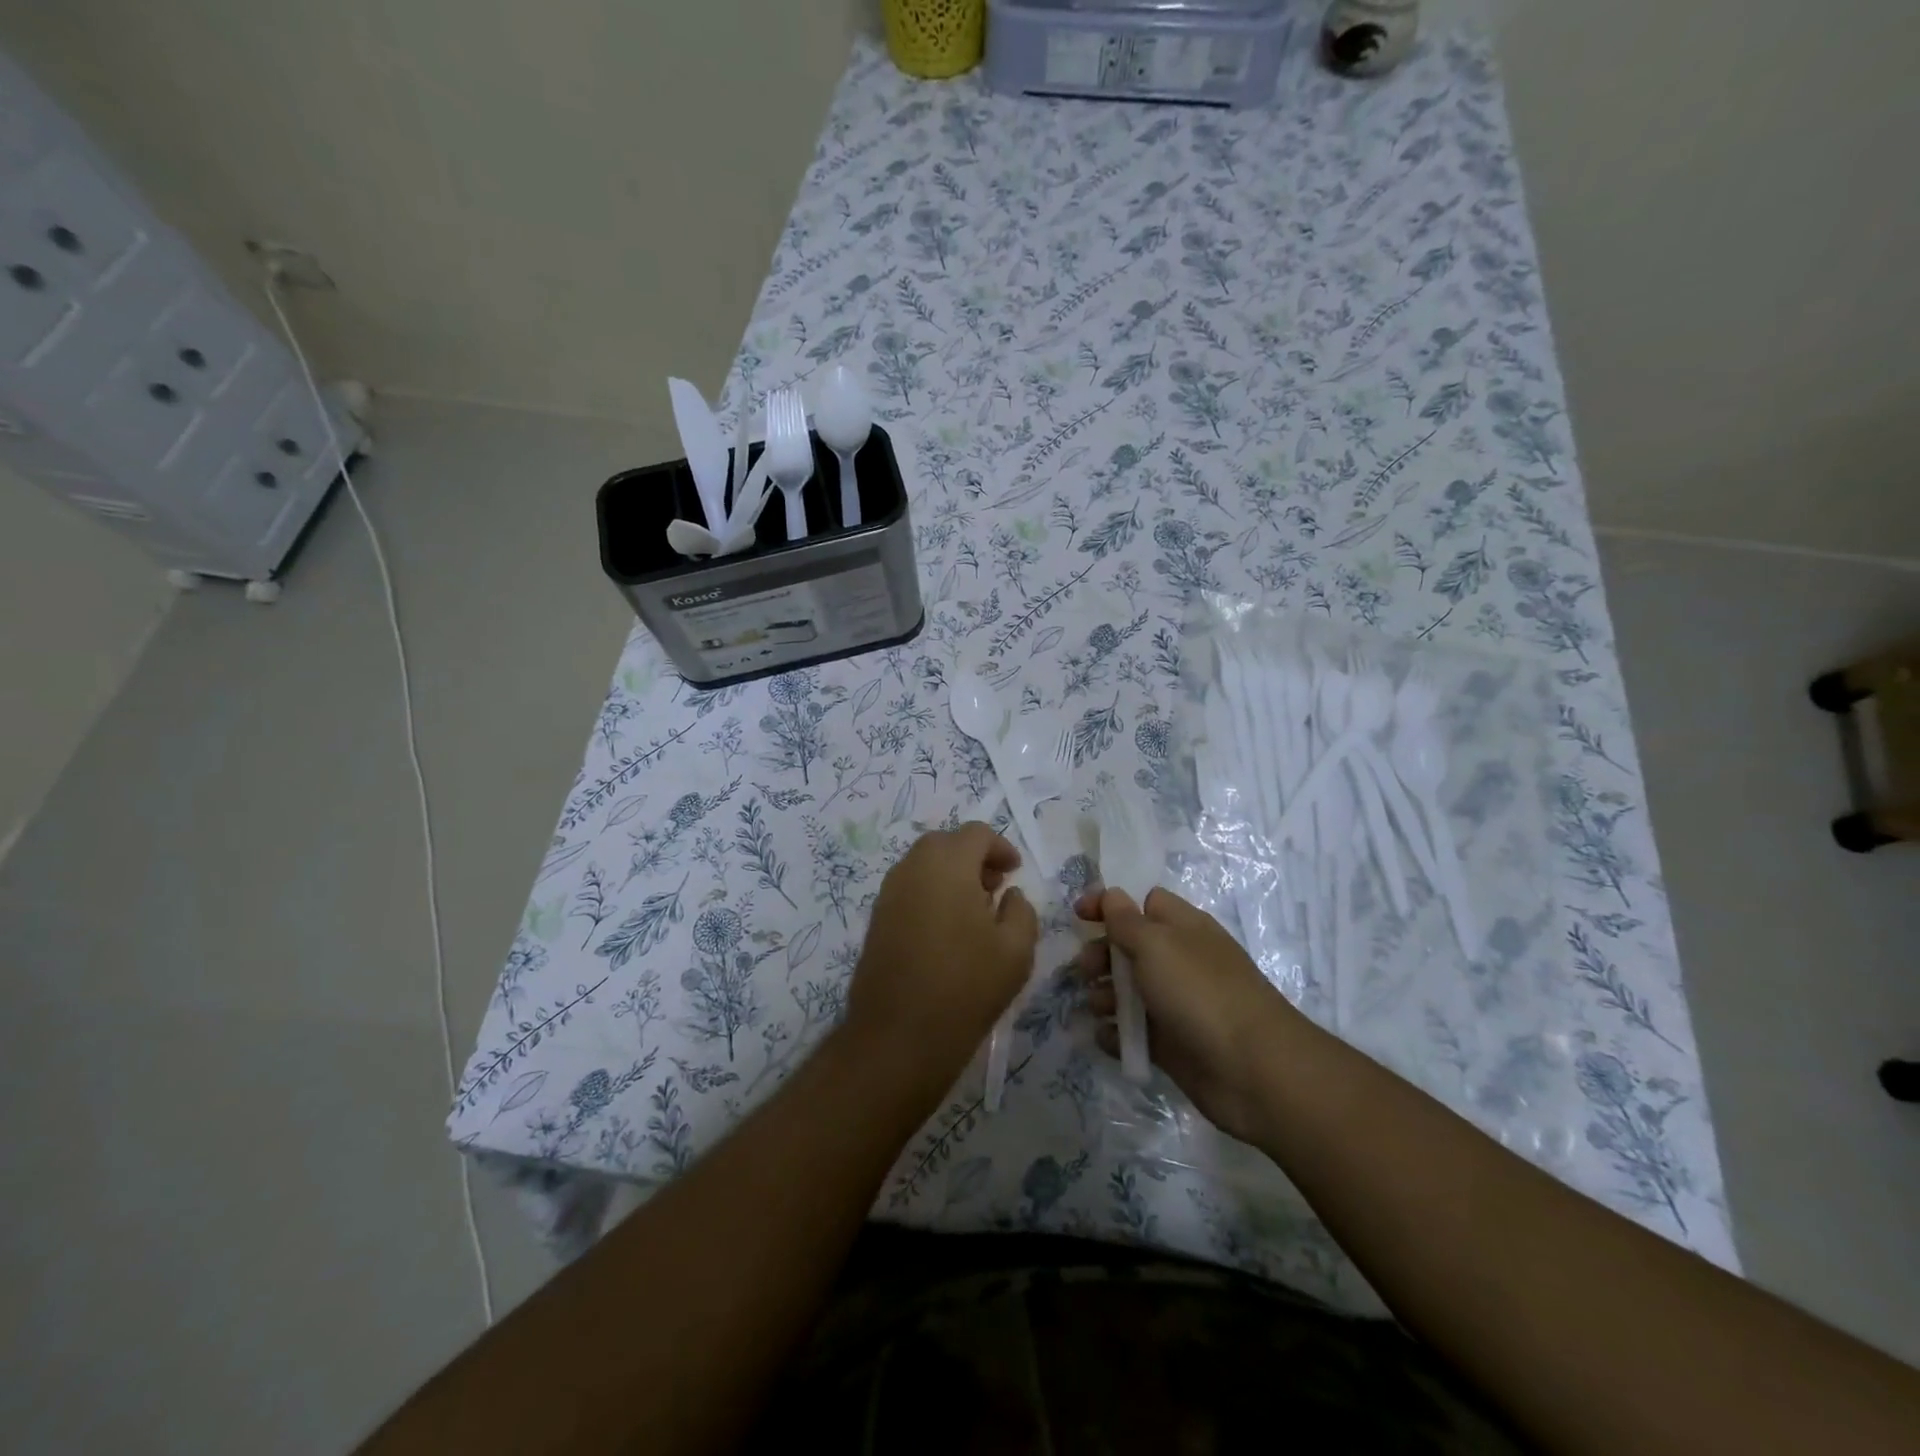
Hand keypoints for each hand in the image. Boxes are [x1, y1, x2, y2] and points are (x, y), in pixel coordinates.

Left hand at [846, 822, 1039, 1092]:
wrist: (898, 1035)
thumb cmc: (966, 986)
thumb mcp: (1016, 949)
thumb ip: (1021, 910)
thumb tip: (1008, 894)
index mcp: (947, 864)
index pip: (976, 833)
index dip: (1000, 847)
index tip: (1015, 872)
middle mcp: (912, 867)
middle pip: (946, 843)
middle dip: (973, 857)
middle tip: (995, 887)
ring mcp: (889, 892)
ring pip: (924, 864)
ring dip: (951, 874)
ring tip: (974, 911)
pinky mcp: (877, 918)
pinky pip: (909, 888)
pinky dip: (931, 892)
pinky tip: (947, 929)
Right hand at [1074, 887, 1299, 1142]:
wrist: (1252, 1070)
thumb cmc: (1200, 992)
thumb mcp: (1156, 944)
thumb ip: (1126, 920)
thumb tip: (1112, 896)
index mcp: (1182, 927)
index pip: (1143, 902)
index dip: (1110, 904)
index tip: (1078, 915)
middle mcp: (1179, 961)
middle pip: (1130, 947)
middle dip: (1101, 955)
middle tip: (1086, 970)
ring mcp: (1177, 1004)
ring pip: (1129, 991)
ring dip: (1104, 995)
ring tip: (1097, 1007)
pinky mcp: (1172, 1044)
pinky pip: (1134, 1032)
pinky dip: (1116, 1034)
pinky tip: (1106, 1037)